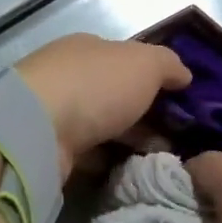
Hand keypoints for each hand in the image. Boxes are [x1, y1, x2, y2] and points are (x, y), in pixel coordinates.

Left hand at [16, 34, 191, 175]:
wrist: (37, 130)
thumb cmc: (95, 86)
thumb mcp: (144, 63)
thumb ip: (168, 64)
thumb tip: (184, 74)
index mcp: (88, 49)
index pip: (126, 61)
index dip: (154, 80)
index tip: (181, 105)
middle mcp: (69, 77)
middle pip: (114, 96)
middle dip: (145, 116)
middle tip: (177, 139)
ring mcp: (55, 114)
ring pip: (102, 127)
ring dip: (128, 141)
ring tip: (161, 160)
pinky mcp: (49, 148)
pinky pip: (88, 154)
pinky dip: (108, 162)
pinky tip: (130, 172)